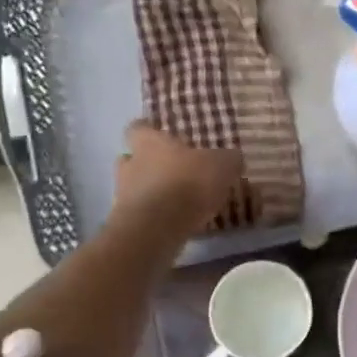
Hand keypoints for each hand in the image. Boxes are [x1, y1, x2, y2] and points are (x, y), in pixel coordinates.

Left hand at [114, 123, 241, 232]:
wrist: (157, 228)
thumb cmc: (187, 183)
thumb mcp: (222, 165)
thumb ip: (228, 159)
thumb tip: (232, 157)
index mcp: (149, 142)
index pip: (138, 128)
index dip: (149, 131)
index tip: (161, 136)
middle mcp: (130, 164)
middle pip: (131, 158)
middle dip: (148, 164)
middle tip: (172, 170)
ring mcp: (124, 194)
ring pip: (134, 187)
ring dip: (150, 191)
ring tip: (175, 200)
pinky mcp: (127, 221)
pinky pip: (141, 213)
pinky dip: (154, 215)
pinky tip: (175, 222)